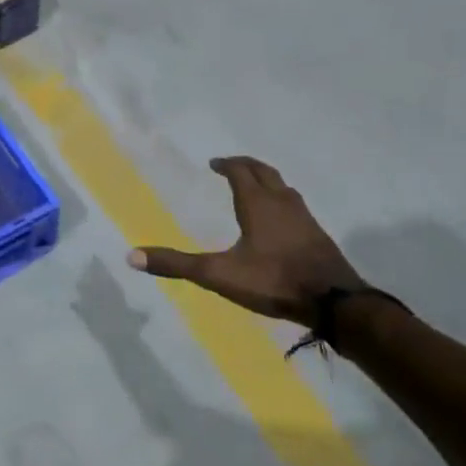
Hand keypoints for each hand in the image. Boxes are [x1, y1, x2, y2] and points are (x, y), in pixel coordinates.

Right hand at [127, 156, 362, 325]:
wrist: (333, 302)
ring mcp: (305, 218)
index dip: (227, 165)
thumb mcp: (218, 274)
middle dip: (247, 166)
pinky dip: (281, 201)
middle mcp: (283, 202)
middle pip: (265, 172)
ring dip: (267, 182)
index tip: (214, 163)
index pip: (241, 172)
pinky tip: (279, 222)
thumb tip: (131, 256)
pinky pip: (296, 206)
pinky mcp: (318, 236)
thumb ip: (177, 264)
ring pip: (284, 188)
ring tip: (254, 188)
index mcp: (258, 204)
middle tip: (231, 166)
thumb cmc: (273, 280)